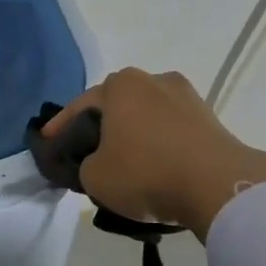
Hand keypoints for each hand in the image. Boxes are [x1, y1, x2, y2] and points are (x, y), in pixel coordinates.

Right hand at [44, 69, 265, 238]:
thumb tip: (100, 162)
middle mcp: (155, 80)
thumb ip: (86, 165)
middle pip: (116, 108)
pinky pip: (172, 133)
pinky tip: (154, 169)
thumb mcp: (95, 177)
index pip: (80, 106)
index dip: (59, 128)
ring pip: (146, 119)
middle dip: (101, 129)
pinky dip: (159, 147)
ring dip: (133, 138)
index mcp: (122, 84)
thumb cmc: (146, 173)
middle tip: (87, 155)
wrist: (218, 186)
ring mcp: (187, 97)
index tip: (47, 143)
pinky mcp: (211, 120)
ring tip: (124, 165)